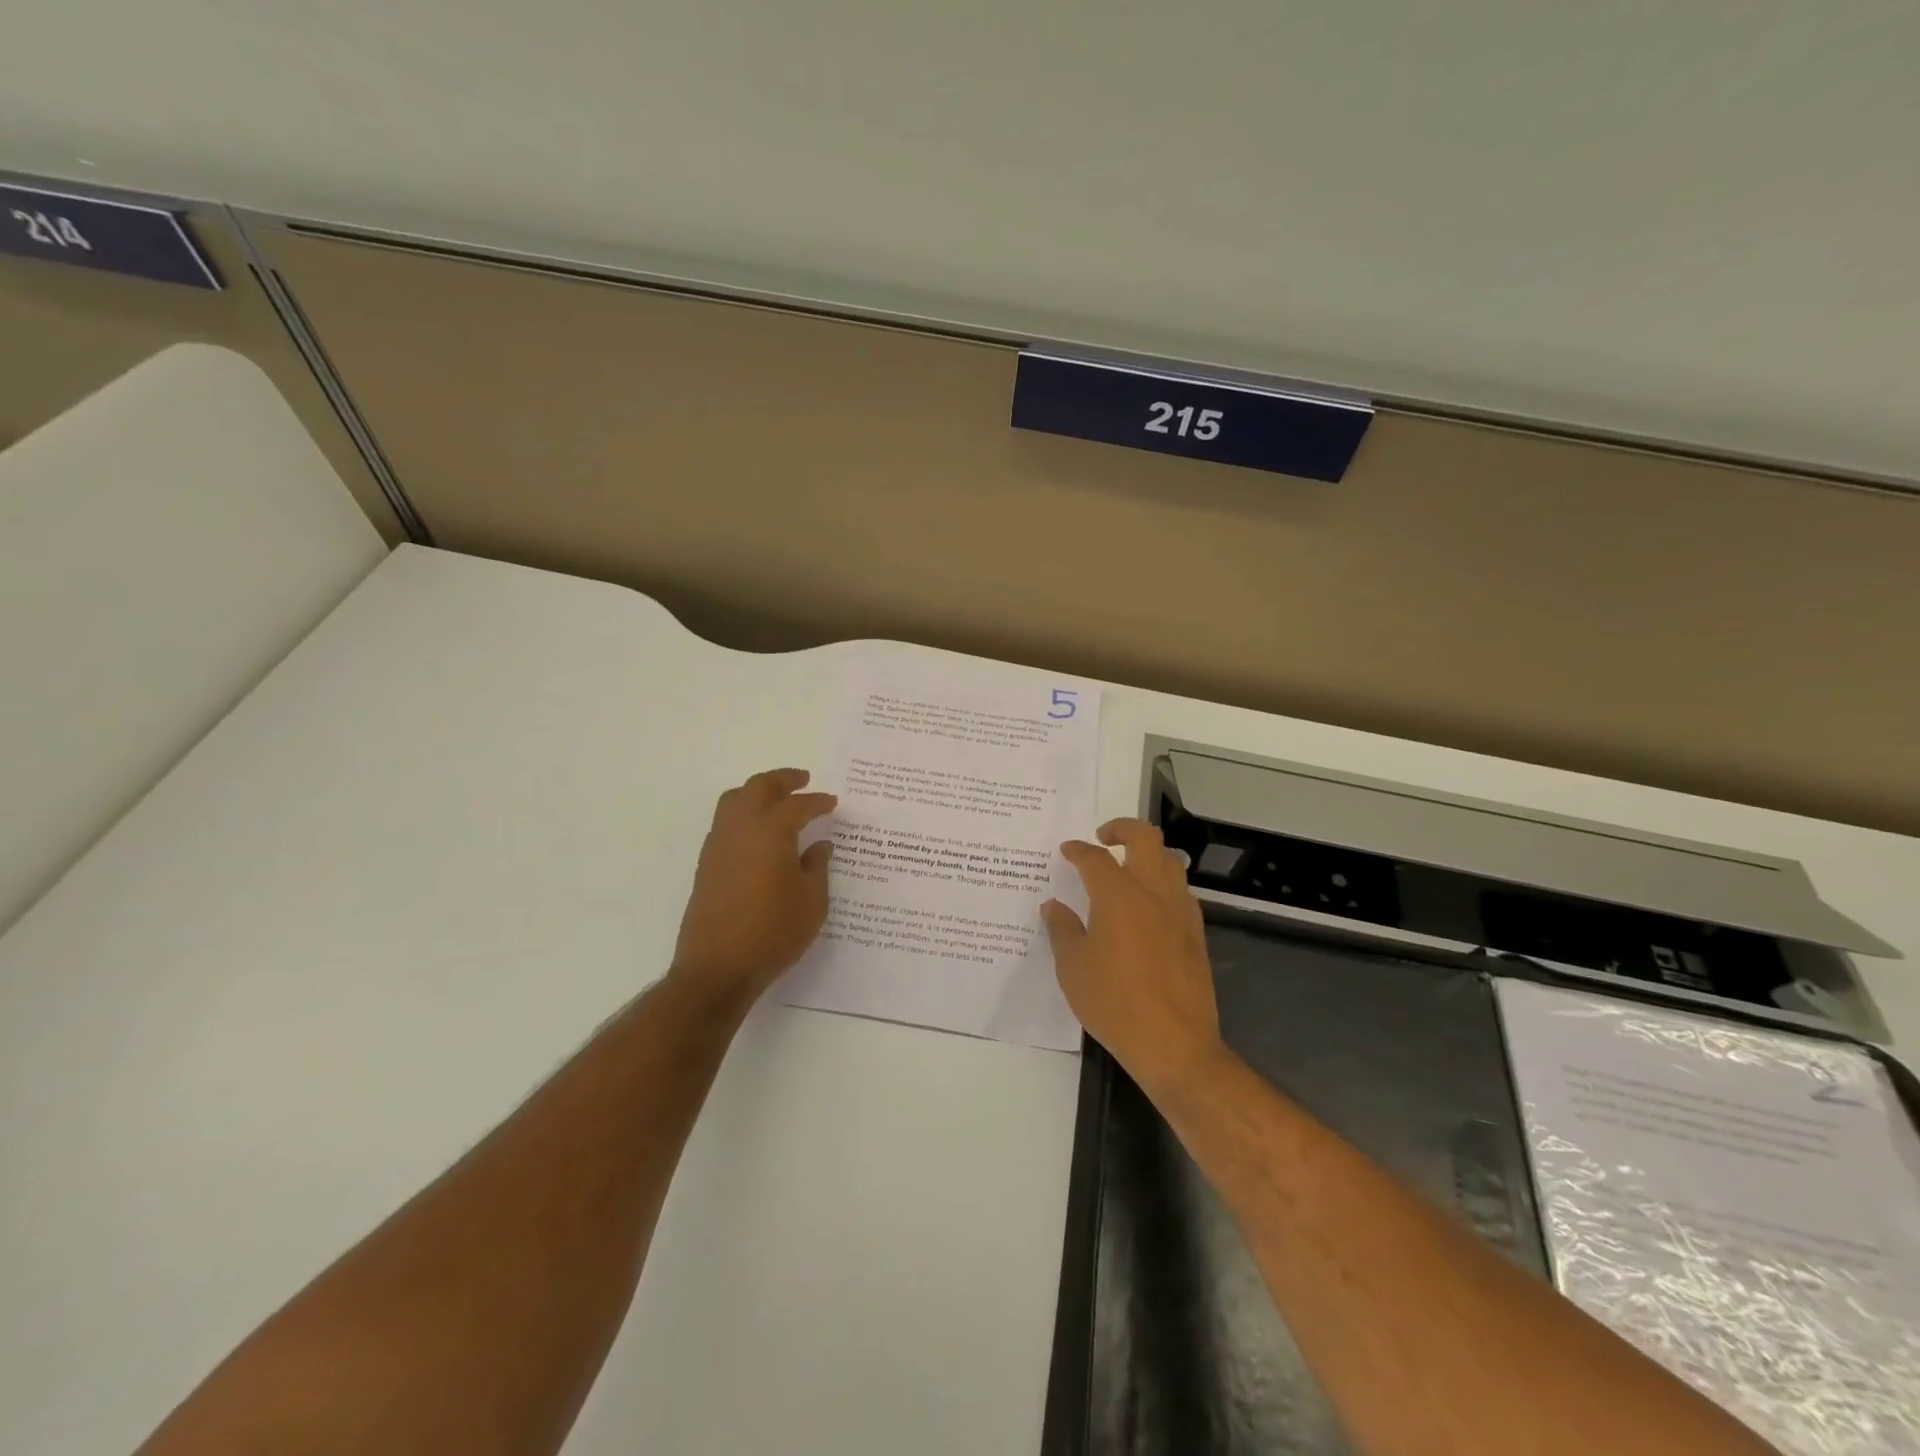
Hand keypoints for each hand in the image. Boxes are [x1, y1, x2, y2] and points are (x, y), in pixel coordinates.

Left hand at [671, 768, 836, 1008]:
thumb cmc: (773, 933)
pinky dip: (743, 815)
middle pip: (758, 788)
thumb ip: (817, 867)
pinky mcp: (706, 865)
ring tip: (776, 800)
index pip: (797, 805)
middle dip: (782, 780)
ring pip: (734, 800)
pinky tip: (758, 834)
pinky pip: (725, 823)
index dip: (817, 801)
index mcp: (771, 832)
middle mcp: (740, 829)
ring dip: (757, 792)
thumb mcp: (812, 902)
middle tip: (802, 780)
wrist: (718, 968)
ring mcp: (718, 846)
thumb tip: (819, 845)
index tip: (831, 801)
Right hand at [1043, 818, 1223, 1093]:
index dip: (1078, 850)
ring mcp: (1180, 910)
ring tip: (1127, 867)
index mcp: (1118, 895)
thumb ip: (1062, 929)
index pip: (1095, 858)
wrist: (1174, 1043)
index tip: (1067, 850)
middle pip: (1144, 838)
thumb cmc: (1114, 1002)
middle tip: (1103, 837)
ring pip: (1169, 860)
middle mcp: (1153, 892)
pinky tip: (1148, 905)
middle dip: (1122, 828)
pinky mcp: (1196, 932)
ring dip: (1147, 853)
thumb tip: (1054, 906)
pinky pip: (1180, 890)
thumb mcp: (1073, 967)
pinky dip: (1163, 883)